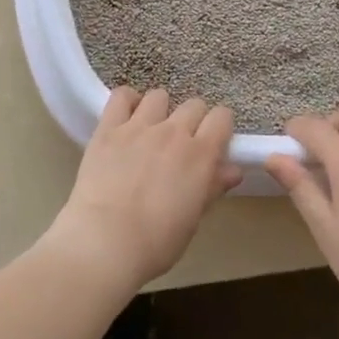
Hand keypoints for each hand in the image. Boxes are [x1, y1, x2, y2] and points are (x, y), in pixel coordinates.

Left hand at [53, 87, 241, 290]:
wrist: (105, 242)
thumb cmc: (156, 242)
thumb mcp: (193, 219)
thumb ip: (212, 188)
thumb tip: (232, 170)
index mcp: (200, 155)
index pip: (222, 117)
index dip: (220, 127)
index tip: (213, 142)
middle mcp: (173, 132)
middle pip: (193, 105)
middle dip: (193, 120)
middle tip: (182, 143)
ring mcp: (138, 126)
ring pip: (159, 96)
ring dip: (160, 110)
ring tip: (151, 130)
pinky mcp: (108, 129)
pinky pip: (121, 96)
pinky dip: (127, 102)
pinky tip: (126, 119)